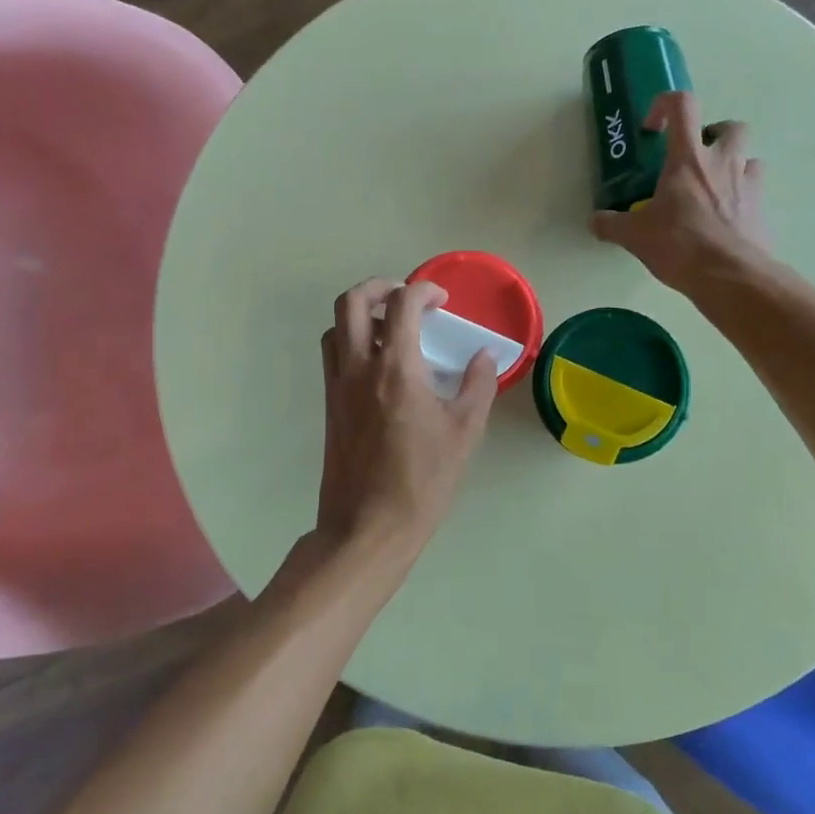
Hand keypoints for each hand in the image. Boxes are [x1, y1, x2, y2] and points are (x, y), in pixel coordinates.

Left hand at [309, 278, 496, 589]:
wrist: (367, 527)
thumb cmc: (422, 481)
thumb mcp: (464, 432)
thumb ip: (477, 385)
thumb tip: (484, 356)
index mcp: (395, 369)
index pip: (401, 304)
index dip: (423, 290)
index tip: (441, 300)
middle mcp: (358, 368)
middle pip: (351, 302)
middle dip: (379, 287)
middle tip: (405, 298)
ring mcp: (338, 386)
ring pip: (336, 327)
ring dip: (360, 314)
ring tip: (390, 330)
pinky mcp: (330, 406)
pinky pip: (334, 356)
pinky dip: (351, 342)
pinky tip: (379, 366)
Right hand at [591, 91, 775, 293]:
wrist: (730, 275)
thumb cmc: (679, 245)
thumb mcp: (634, 236)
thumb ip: (611, 224)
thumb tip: (595, 221)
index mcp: (688, 158)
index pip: (683, 105)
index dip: (665, 105)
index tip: (653, 129)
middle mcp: (723, 161)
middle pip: (729, 126)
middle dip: (712, 135)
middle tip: (693, 159)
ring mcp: (748, 183)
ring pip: (749, 156)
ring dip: (732, 164)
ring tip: (711, 189)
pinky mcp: (762, 208)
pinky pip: (755, 190)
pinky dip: (741, 196)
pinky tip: (725, 217)